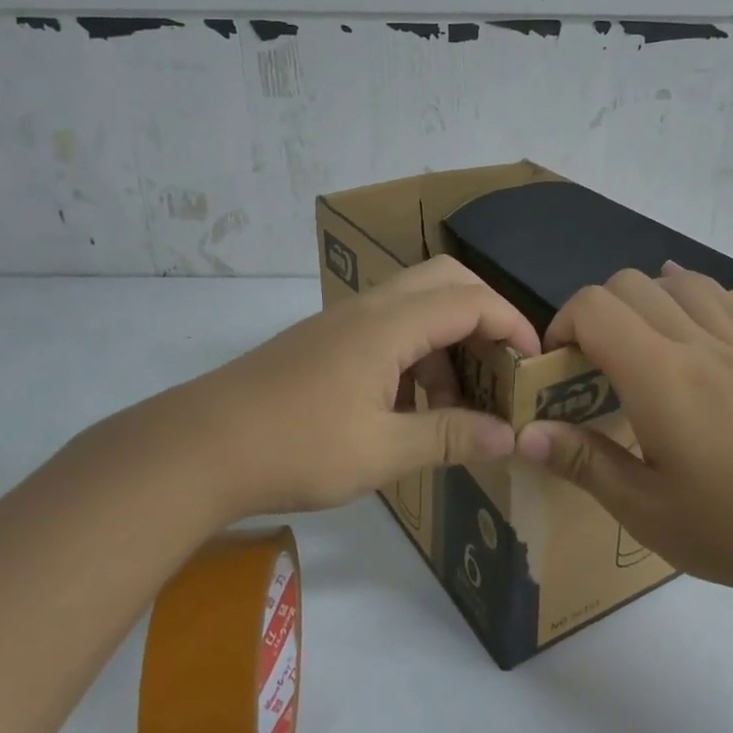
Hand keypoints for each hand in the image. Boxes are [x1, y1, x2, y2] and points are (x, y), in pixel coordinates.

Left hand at [69, 256, 539, 526]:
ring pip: (414, 304)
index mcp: (388, 325)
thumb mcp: (383, 451)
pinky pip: (386, 329)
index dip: (512, 326)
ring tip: (451, 404)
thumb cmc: (297, 447)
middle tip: (498, 367)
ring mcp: (341, 323)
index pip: (470, 301)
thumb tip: (508, 437)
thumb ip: (450, 437)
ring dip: (446, 341)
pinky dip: (414, 354)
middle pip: (444, 281)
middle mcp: (368, 309)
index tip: (534, 366)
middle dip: (483, 316)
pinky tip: (405, 408)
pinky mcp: (323, 342)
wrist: (198, 448)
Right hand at [516, 263, 732, 603]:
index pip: (594, 307)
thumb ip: (584, 463)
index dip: (561, 326)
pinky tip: (679, 313)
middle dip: (591, 313)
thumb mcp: (647, 511)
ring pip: (672, 282)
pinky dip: (684, 292)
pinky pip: (718, 298)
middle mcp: (693, 342)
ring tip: (631, 345)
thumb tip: (526, 434)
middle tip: (588, 368)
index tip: (555, 371)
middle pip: (627, 283)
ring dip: (637, 300)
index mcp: (658, 375)